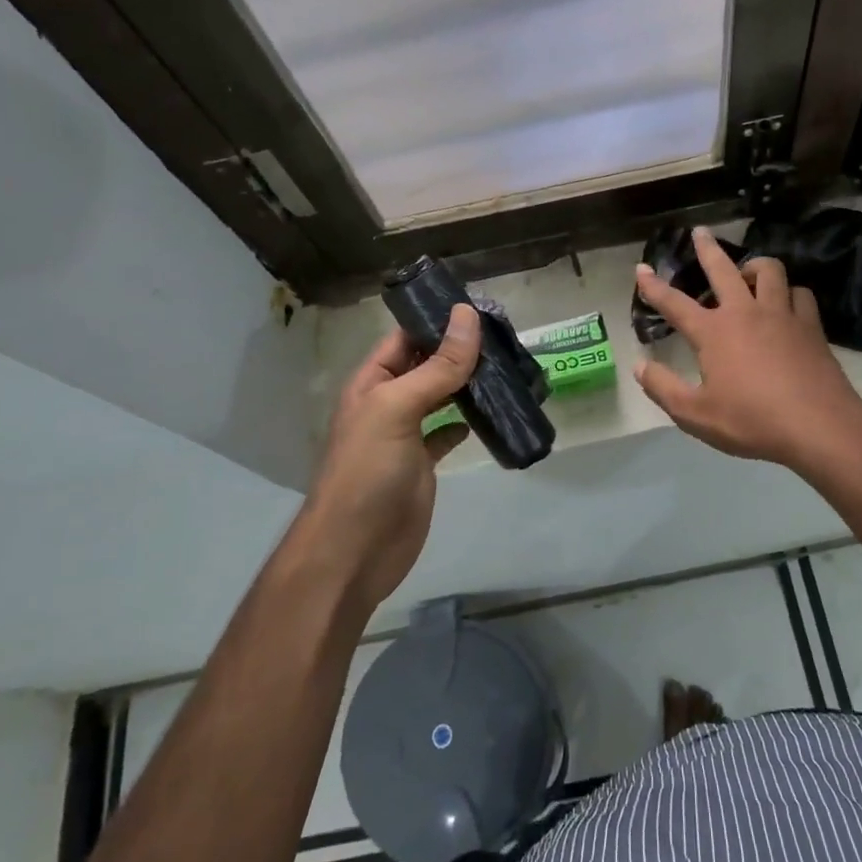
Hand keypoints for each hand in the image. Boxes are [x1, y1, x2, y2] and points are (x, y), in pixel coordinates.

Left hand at [288, 303, 479, 613]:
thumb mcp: (398, 408)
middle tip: (505, 337)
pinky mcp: (422, 465)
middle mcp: (386, 403)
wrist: (354, 551)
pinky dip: (465, 423)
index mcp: (371, 383)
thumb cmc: (368, 471)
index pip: (405, 338)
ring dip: (467, 384)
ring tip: (506, 368)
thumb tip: (467, 315)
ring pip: (439, 397)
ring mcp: (404, 436)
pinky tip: (488, 416)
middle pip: (425, 365)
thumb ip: (436, 366)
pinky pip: (446, 433)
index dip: (437, 321)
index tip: (481, 309)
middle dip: (458, 351)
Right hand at [634, 226, 861, 471]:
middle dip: (707, 248)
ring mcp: (782, 315)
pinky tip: (787, 302)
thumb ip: (663, 388)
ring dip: (754, 266)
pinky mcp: (810, 325)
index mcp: (713, 332)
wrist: (818, 425)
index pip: (674, 303)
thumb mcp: (696, 414)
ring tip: (747, 272)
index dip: (654, 286)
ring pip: (769, 271)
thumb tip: (639, 364)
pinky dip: (789, 292)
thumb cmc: (751, 421)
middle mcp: (745, 312)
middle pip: (723, 269)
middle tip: (700, 232)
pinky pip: (799, 293)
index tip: (641, 268)